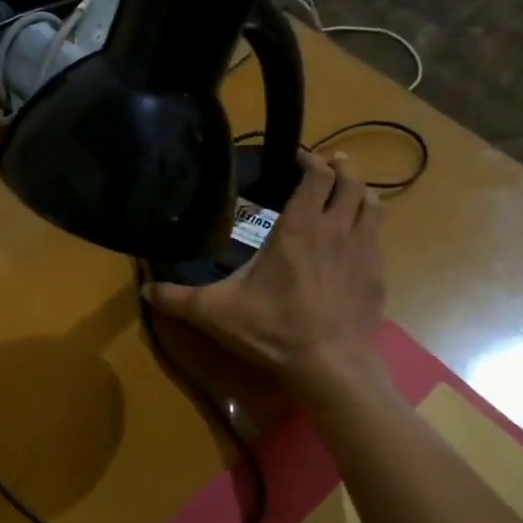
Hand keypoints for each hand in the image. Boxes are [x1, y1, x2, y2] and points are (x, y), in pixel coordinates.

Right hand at [146, 151, 384, 396]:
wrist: (330, 365)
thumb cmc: (273, 329)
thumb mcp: (216, 312)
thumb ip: (178, 299)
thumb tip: (144, 289)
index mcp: (299, 227)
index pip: (315, 176)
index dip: (309, 160)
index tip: (298, 157)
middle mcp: (336, 229)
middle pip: (350, 181)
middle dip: (340, 168)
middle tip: (328, 165)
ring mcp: (363, 251)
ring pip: (372, 205)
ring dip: (360, 192)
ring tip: (348, 191)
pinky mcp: (377, 276)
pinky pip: (378, 238)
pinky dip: (369, 228)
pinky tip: (357, 241)